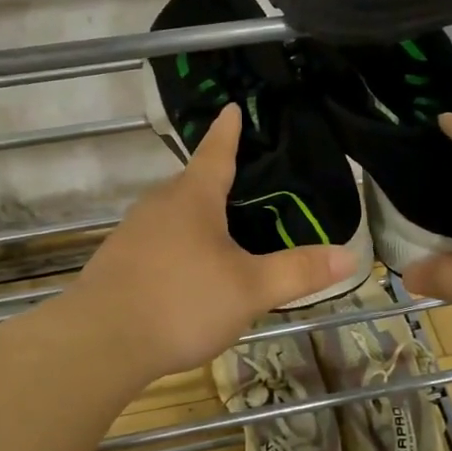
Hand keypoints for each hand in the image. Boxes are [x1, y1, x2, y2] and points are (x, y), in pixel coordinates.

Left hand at [69, 104, 355, 379]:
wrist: (100, 342)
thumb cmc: (181, 302)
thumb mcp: (250, 289)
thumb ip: (298, 272)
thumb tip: (351, 255)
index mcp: (193, 200)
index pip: (216, 153)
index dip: (229, 132)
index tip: (231, 108)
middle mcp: (158, 206)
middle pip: (193, 185)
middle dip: (216, 181)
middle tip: (245, 183)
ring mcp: (132, 234)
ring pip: (172, 216)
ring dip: (196, 218)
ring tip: (223, 233)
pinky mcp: (117, 263)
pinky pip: (156, 242)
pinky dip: (177, 246)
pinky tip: (188, 274)